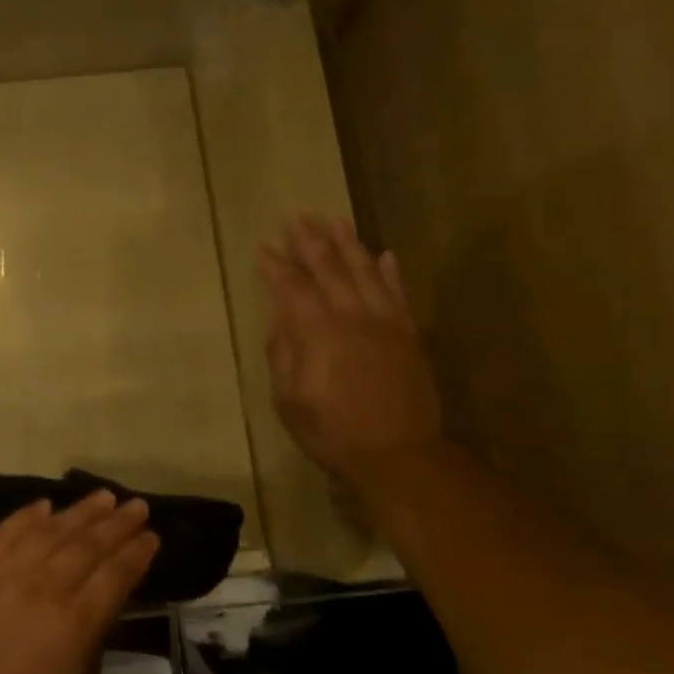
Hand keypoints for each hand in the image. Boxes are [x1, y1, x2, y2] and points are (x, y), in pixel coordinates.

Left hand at [0, 492, 158, 673]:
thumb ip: (95, 631)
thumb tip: (101, 597)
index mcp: (76, 621)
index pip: (115, 574)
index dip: (137, 552)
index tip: (152, 536)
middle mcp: (45, 588)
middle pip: (88, 545)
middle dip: (117, 523)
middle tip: (137, 505)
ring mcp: (7, 575)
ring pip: (50, 531)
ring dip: (79, 511)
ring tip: (103, 496)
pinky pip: (5, 533)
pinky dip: (26, 516)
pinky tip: (45, 504)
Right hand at [258, 216, 442, 486]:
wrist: (398, 455)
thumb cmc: (332, 431)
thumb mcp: (290, 399)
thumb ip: (284, 353)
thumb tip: (281, 319)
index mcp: (319, 333)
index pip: (293, 289)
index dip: (277, 267)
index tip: (264, 248)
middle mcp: (353, 318)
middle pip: (330, 271)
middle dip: (311, 243)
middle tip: (298, 218)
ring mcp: (386, 324)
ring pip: (366, 273)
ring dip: (349, 245)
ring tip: (336, 221)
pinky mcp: (410, 335)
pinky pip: (399, 294)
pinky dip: (391, 273)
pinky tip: (385, 255)